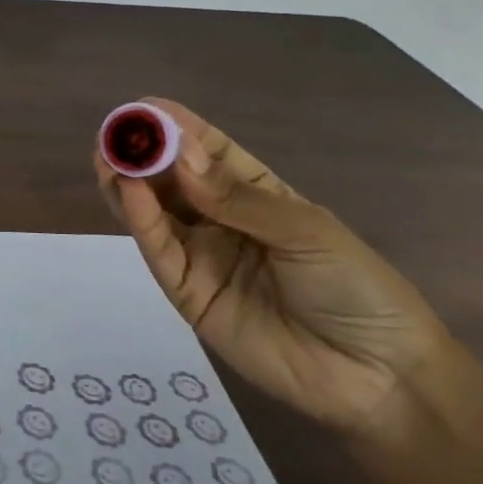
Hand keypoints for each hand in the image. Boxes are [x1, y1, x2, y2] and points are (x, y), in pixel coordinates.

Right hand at [94, 99, 458, 443]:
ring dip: (128, 182)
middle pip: (171, 180)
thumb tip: (179, 155)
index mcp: (256, 195)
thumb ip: (236, 197)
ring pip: (153, 212)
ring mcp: (200, 256)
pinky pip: (159, 250)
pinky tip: (128, 191)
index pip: (208, 153)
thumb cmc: (354, 288)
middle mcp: (219, 220)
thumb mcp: (305, 231)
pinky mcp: (185, 292)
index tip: (144, 107)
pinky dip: (140, 220)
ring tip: (107, 155)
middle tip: (115, 132)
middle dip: (143, 153)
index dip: (177, 129)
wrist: (375, 376)